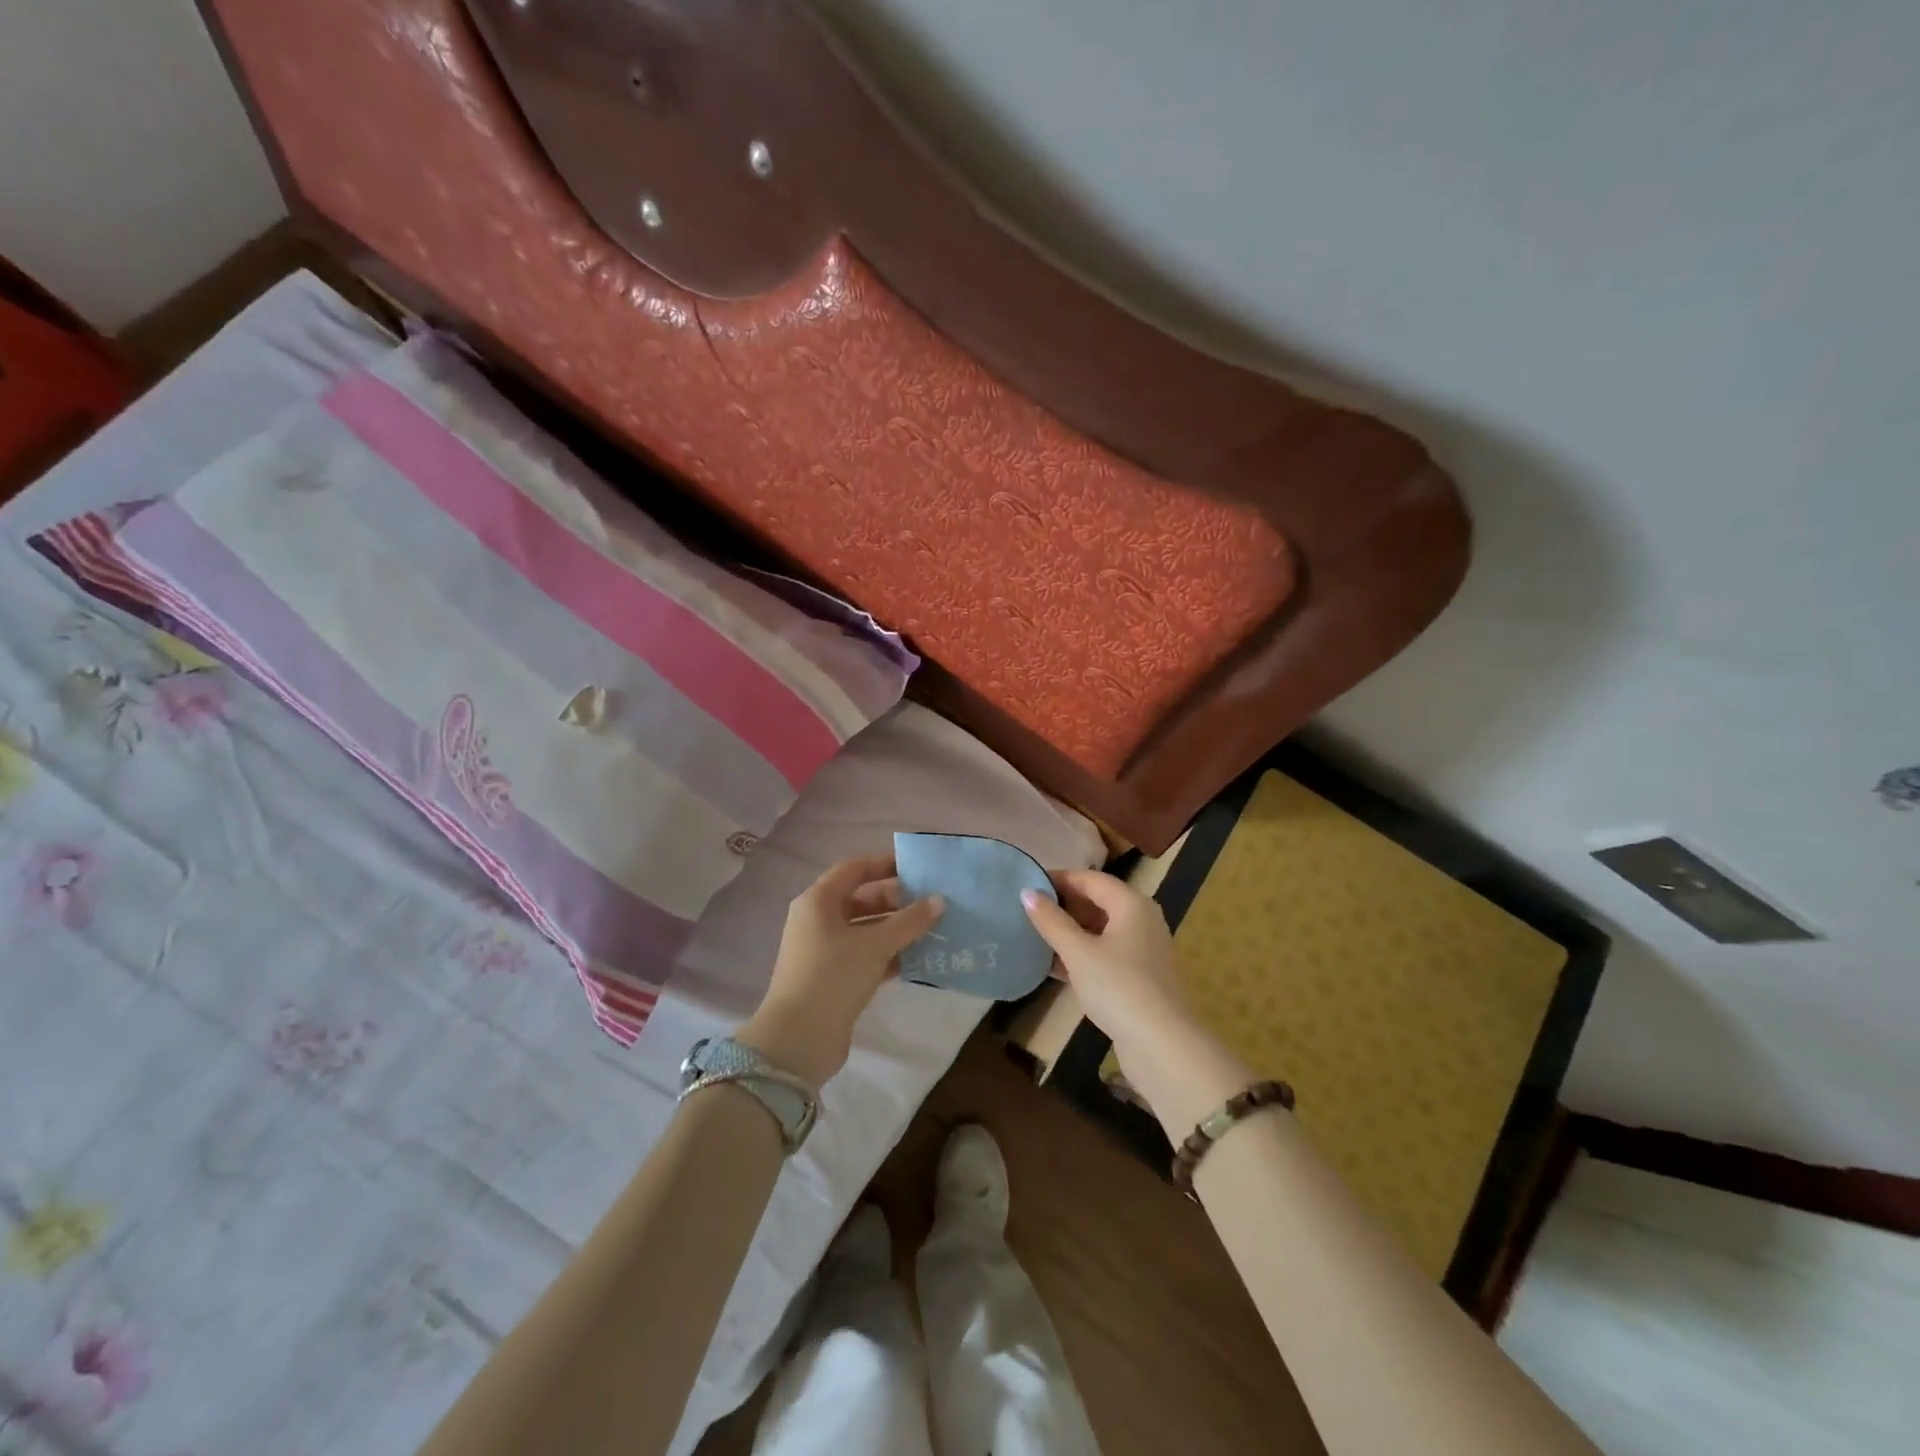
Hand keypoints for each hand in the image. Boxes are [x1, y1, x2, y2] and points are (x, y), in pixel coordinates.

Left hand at [740, 854, 943, 1086]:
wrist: (798, 1040)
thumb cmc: (833, 977)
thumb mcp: (875, 945)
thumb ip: (909, 921)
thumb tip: (939, 900)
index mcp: (818, 901)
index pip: (854, 869)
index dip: (884, 863)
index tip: (917, 866)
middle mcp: (817, 921)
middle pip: (861, 899)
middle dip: (896, 900)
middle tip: (931, 902)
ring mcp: (824, 951)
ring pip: (865, 929)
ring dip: (896, 929)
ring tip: (932, 929)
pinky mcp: (833, 978)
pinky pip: (865, 955)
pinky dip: (889, 954)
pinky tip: (919, 959)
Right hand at [1021, 870, 1199, 1081]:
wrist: (1163, 1046)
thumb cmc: (1119, 988)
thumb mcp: (1078, 952)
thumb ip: (1051, 921)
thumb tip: (1026, 892)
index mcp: (1132, 904)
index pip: (1091, 878)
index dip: (1059, 878)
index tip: (1028, 883)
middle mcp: (1142, 920)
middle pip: (1098, 902)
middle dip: (1064, 905)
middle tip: (1027, 910)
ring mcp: (1144, 950)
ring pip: (1101, 930)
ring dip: (1070, 932)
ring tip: (1035, 935)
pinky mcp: (1140, 977)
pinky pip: (1106, 954)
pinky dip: (1082, 955)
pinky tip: (1054, 966)